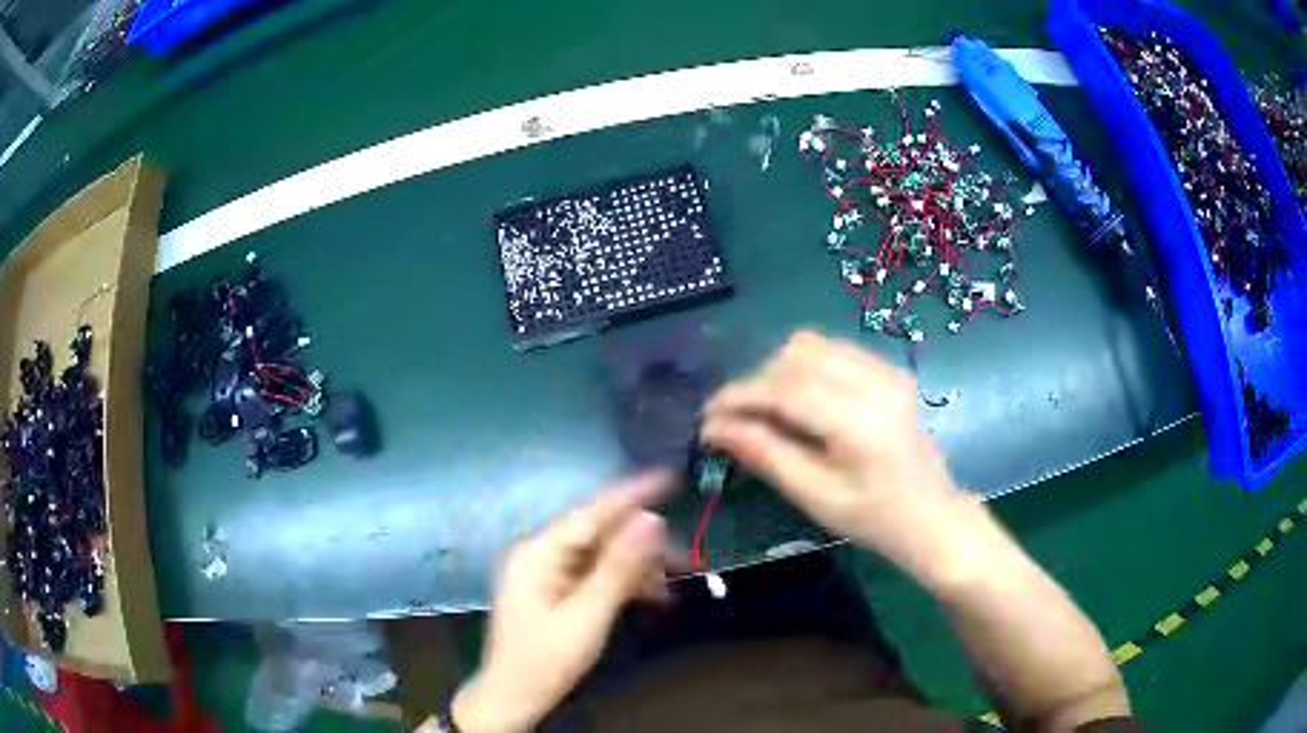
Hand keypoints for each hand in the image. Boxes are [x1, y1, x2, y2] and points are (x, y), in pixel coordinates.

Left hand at [451, 473, 673, 732]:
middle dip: (642, 547)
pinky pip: (595, 575)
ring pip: (602, 556)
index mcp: (539, 553)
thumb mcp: (588, 616)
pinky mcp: (555, 590)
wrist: (514, 697)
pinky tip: (651, 597)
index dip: (632, 494)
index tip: (670, 476)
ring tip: (670, 591)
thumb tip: (651, 519)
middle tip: (685, 560)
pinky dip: (623, 584)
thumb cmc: (546, 660)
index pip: (592, 513)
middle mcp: (541, 554)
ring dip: (637, 569)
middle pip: (600, 535)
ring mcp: (547, 572)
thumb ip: (619, 568)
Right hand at [701, 332, 971, 562]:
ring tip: (767, 410)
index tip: (707, 415)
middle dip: (758, 381)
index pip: (786, 390)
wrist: (932, 515)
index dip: (739, 397)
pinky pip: (833, 351)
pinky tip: (801, 402)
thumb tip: (715, 428)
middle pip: (797, 355)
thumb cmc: (875, 519)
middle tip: (738, 420)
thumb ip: (766, 455)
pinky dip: (805, 369)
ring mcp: (886, 370)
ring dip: (779, 371)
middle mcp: (875, 382)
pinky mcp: (889, 370)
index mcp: (860, 422)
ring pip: (813, 345)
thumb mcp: (816, 497)